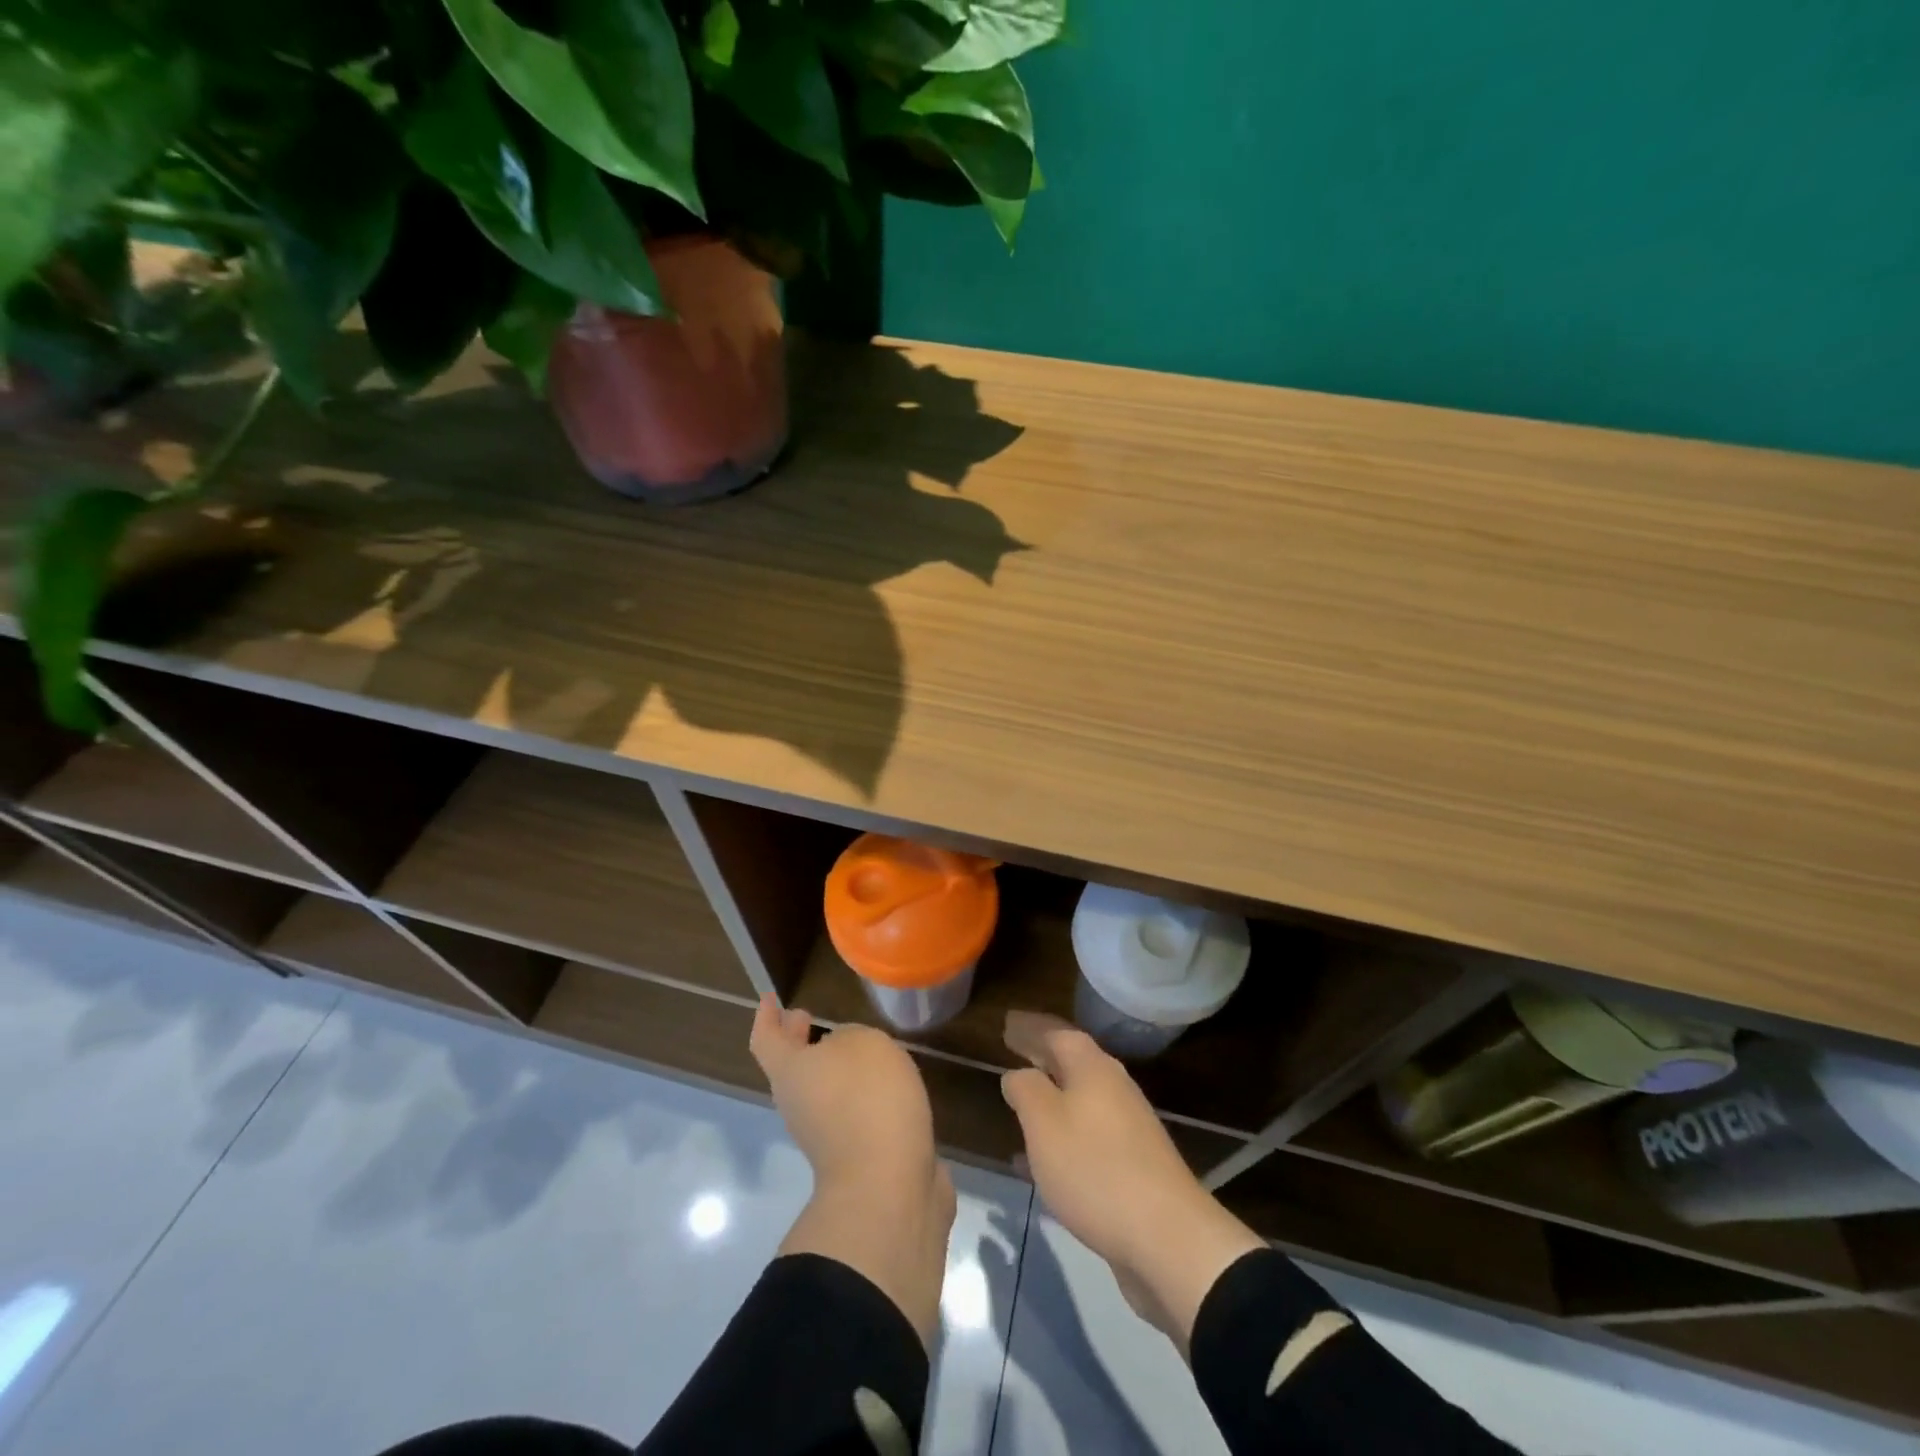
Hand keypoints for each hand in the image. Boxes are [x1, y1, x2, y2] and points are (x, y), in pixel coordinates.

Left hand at [752, 997, 955, 1342]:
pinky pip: (851, 1113)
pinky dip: (860, 1095)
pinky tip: (886, 1084)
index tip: (770, 998)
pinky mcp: (857, 1156)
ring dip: (834, 1069)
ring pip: (822, 1091)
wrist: (888, 1186)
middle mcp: (799, 1105)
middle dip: (799, 1042)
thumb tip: (845, 1056)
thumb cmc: (867, 1099)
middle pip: (791, 1068)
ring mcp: (825, 1136)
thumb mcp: (862, 1043)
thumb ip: (849, 1038)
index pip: (767, 1039)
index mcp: (790, 1073)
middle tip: (810, 1018)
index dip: (766, 1017)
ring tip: (860, 1047)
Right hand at [1001, 1012, 1264, 1352]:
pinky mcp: (1132, 1165)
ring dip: (1050, 1096)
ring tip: (1020, 1101)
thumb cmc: (1095, 1168)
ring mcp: (1127, 1127)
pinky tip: (1038, 1161)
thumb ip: (1026, 1089)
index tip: (1005, 1024)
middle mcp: (1114, 1087)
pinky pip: (1086, 1135)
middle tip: (1011, 1051)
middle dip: (1041, 1056)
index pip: (1057, 1032)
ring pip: (1079, 1099)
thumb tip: (1018, 1073)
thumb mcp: (1044, 1123)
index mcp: (1092, 1068)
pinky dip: (1061, 1135)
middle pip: (1072, 1061)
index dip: (1030, 1027)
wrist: (1167, 1238)